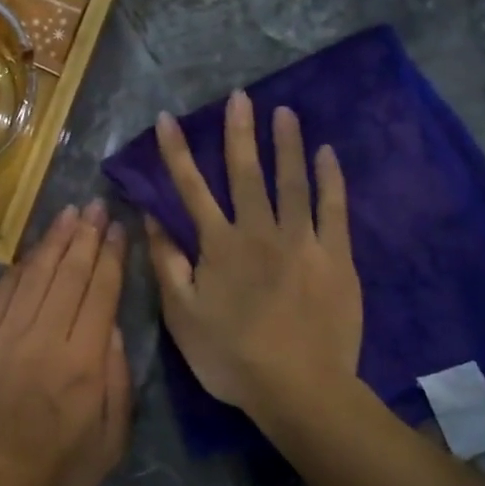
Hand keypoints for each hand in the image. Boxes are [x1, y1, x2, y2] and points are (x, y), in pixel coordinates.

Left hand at [0, 201, 131, 485]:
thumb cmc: (54, 475)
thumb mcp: (110, 442)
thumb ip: (117, 381)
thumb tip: (112, 328)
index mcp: (84, 361)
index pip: (100, 293)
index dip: (110, 257)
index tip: (116, 228)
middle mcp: (45, 337)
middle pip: (69, 275)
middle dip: (85, 236)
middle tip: (94, 206)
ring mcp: (4, 336)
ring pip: (34, 276)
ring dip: (53, 242)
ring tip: (67, 214)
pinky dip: (16, 270)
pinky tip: (27, 252)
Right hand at [146, 91, 362, 419]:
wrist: (299, 388)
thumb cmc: (231, 356)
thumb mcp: (182, 314)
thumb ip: (166, 262)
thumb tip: (149, 217)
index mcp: (218, 245)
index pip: (191, 188)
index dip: (177, 152)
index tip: (168, 118)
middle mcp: (259, 231)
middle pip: (246, 173)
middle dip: (239, 132)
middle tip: (240, 96)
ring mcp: (302, 241)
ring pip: (292, 181)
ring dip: (286, 144)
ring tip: (284, 112)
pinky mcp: (335, 256)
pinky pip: (333, 208)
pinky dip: (330, 179)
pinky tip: (327, 154)